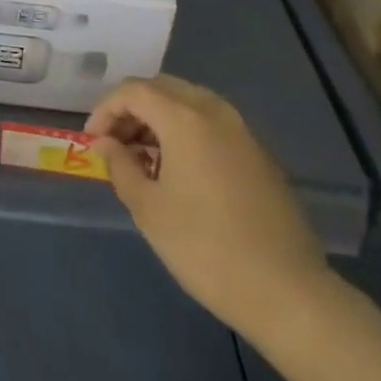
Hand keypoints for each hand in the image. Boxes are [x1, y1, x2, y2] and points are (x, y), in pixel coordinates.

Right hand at [86, 75, 330, 344]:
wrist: (288, 292)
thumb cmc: (206, 248)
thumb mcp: (149, 210)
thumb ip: (121, 166)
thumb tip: (106, 143)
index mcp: (184, 118)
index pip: (133, 91)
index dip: (105, 110)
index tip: (92, 142)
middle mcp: (214, 110)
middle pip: (162, 88)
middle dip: (132, 109)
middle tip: (115, 144)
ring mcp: (242, 130)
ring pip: (188, 102)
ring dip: (159, 118)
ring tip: (143, 158)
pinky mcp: (259, 153)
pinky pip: (211, 122)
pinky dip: (186, 130)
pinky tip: (179, 170)